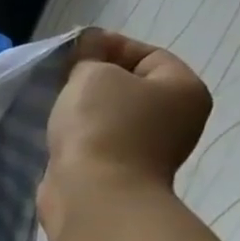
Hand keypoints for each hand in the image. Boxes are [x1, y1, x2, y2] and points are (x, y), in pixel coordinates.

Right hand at [39, 29, 210, 233]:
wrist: (94, 194)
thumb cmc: (101, 126)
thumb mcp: (92, 75)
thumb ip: (89, 56)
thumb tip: (89, 46)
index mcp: (183, 89)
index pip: (149, 54)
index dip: (109, 47)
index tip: (72, 52)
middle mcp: (177, 119)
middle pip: (132, 86)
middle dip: (96, 80)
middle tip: (60, 79)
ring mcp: (151, 150)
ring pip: (114, 117)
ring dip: (86, 111)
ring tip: (56, 108)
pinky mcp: (123, 173)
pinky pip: (101, 142)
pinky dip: (82, 137)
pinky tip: (60, 135)